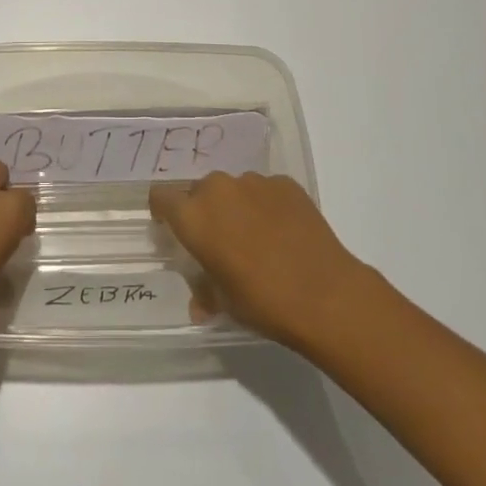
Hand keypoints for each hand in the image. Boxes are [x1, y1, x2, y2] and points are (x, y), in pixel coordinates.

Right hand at [150, 171, 372, 352]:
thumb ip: (204, 292)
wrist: (324, 294)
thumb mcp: (224, 303)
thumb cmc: (262, 301)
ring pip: (234, 189)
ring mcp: (254, 182)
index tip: (171, 227)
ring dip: (237, 207)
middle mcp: (218, 189)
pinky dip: (267, 206)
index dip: (164, 210)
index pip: (161, 196)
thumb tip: (200, 302)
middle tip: (220, 240)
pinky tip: (283, 232)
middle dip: (205, 211)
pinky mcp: (285, 183)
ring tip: (256, 237)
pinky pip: (265, 191)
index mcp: (194, 216)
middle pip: (199, 191)